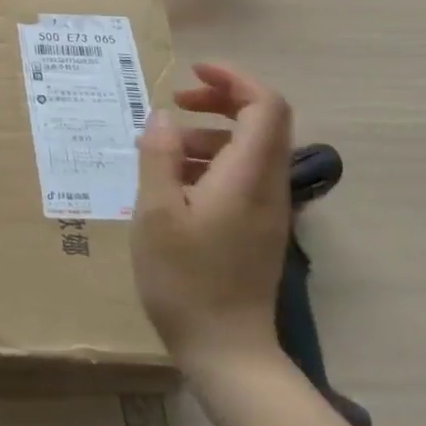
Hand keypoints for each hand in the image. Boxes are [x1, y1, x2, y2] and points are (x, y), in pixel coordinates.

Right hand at [130, 63, 292, 373]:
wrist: (227, 353)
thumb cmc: (185, 279)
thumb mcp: (156, 212)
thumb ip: (159, 156)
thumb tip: (163, 117)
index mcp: (247, 176)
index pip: (266, 105)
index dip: (233, 78)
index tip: (192, 72)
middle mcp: (269, 187)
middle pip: (262, 122)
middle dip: (219, 100)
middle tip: (175, 103)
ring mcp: (269, 211)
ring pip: (250, 150)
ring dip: (209, 134)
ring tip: (163, 150)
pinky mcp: (259, 230)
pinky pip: (242, 177)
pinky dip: (211, 163)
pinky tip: (174, 185)